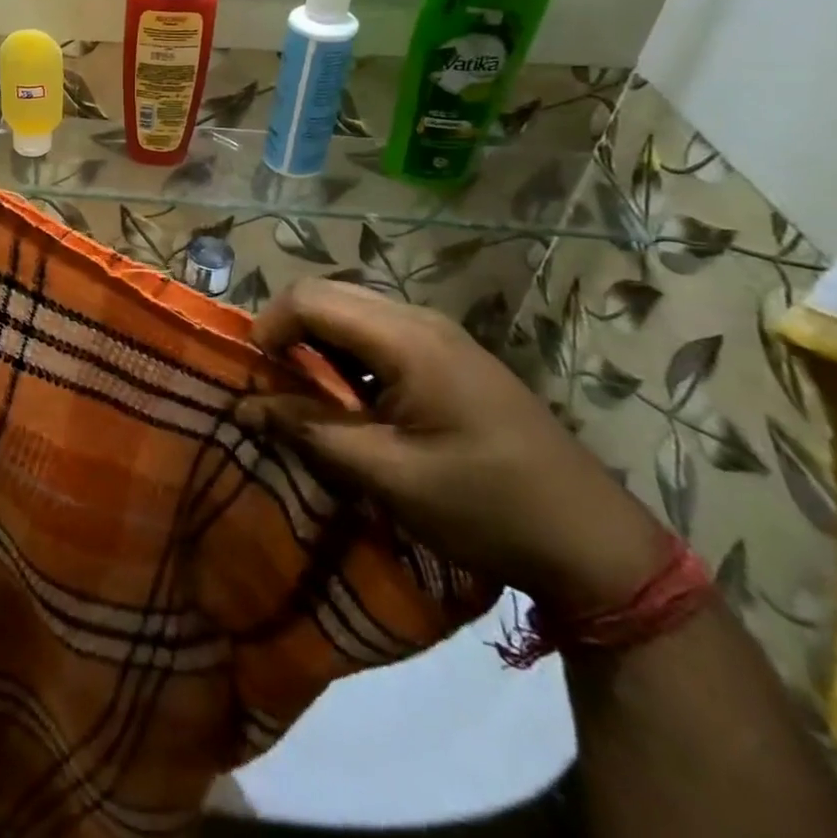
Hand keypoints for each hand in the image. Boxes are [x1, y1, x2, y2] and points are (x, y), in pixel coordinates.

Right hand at [236, 281, 669, 615]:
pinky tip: (352, 401)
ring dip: (316, 343)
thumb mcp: (388, 475)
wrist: (594, 543)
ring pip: (351, 311)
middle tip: (273, 386)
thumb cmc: (486, 507)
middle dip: (287, 331)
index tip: (254, 378)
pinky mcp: (448, 355)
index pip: (309, 298)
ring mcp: (438, 334)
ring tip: (306, 396)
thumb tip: (242, 406)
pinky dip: (346, 354)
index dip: (268, 328)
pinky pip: (377, 333)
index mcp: (406, 339)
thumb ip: (309, 431)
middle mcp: (419, 319)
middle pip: (328, 295)